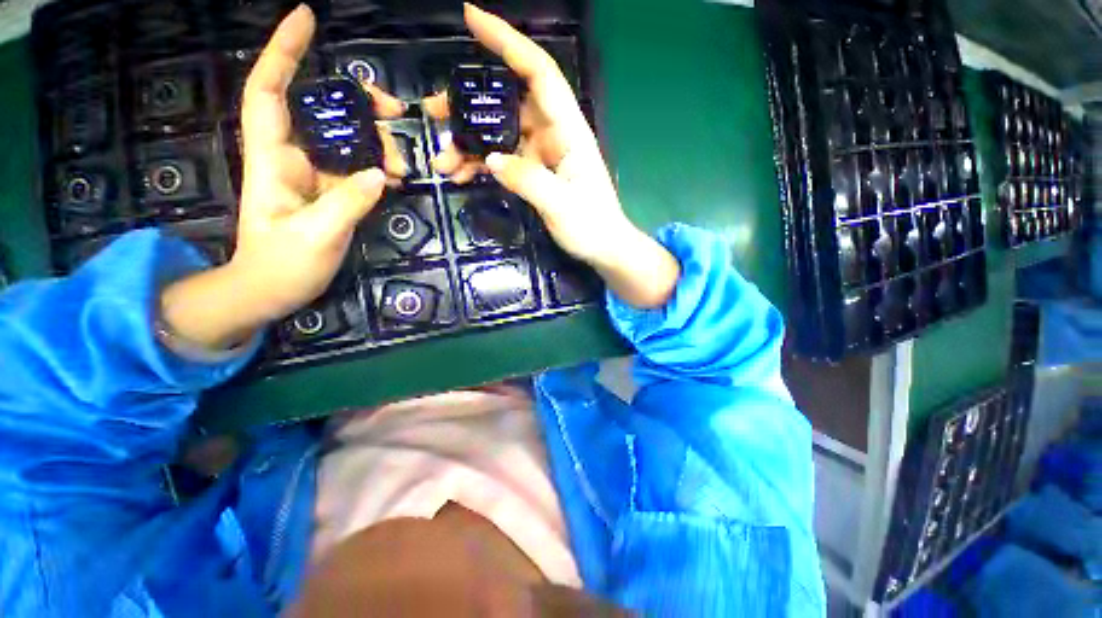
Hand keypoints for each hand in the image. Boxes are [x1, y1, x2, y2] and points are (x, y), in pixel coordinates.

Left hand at [161, 5, 405, 349]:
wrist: (272, 290)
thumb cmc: (282, 265)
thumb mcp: (317, 236)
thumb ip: (348, 203)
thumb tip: (379, 174)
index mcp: (273, 159)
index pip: (269, 92)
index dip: (283, 53)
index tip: (306, 18)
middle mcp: (292, 158)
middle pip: (321, 112)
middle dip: (356, 103)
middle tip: (393, 110)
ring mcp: (315, 175)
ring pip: (346, 141)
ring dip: (378, 143)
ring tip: (405, 165)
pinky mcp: (331, 192)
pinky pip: (358, 169)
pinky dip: (380, 168)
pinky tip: (397, 177)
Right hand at [427, 4, 679, 306]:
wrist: (603, 247)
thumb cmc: (591, 225)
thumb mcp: (561, 204)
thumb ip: (528, 179)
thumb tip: (491, 159)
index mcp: (567, 131)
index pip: (538, 73)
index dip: (507, 41)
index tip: (471, 18)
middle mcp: (553, 135)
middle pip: (508, 103)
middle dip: (469, 103)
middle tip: (434, 110)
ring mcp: (542, 155)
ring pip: (499, 135)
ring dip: (469, 143)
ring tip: (442, 160)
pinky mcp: (534, 173)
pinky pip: (502, 160)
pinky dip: (481, 165)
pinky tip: (462, 175)